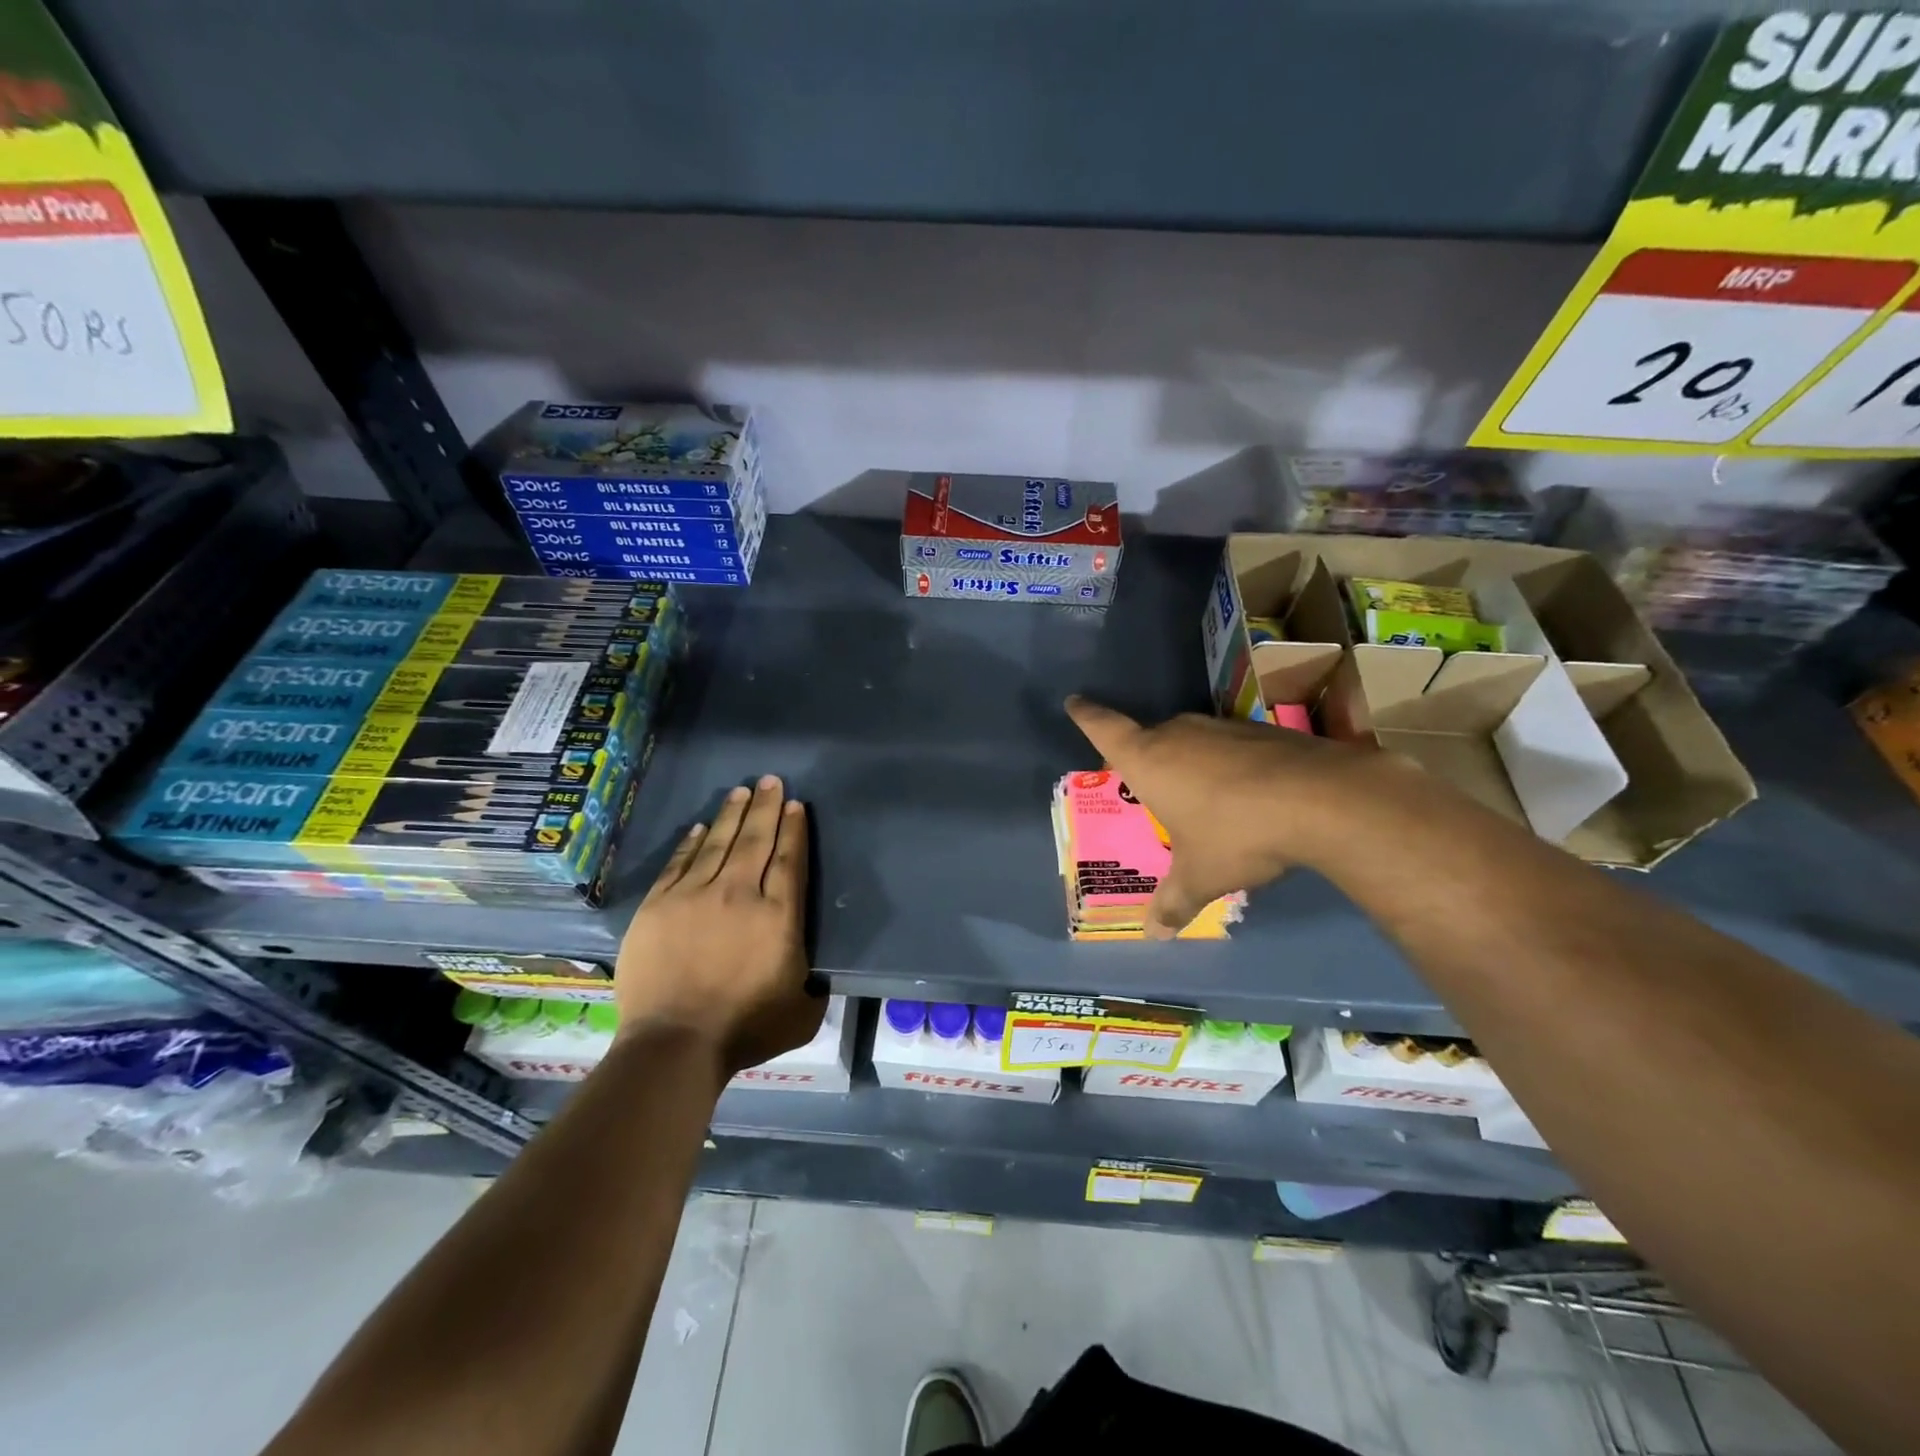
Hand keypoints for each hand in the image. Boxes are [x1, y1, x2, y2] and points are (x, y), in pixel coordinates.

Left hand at [614, 775, 821, 1075]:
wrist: (674, 1043)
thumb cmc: (744, 1029)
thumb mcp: (801, 1013)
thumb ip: (813, 987)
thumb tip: (815, 977)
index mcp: (778, 916)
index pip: (788, 860)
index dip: (793, 829)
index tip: (794, 805)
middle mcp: (739, 894)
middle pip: (755, 840)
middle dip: (766, 807)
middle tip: (771, 780)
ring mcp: (694, 896)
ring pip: (718, 843)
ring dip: (732, 815)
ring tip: (742, 791)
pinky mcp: (659, 906)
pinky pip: (680, 863)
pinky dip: (692, 842)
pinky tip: (701, 827)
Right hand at [1064, 696, 1390, 937]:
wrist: (1320, 799)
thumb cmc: (1236, 834)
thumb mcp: (1200, 876)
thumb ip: (1173, 902)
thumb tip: (1153, 937)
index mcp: (1148, 759)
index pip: (1103, 728)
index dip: (1086, 715)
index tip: (1074, 701)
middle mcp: (1177, 733)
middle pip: (1148, 737)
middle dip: (1143, 756)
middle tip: (1146, 784)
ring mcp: (1220, 727)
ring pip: (1190, 740)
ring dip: (1187, 761)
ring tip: (1199, 796)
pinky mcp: (1259, 730)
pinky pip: (1227, 745)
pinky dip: (1226, 763)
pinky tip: (1245, 792)